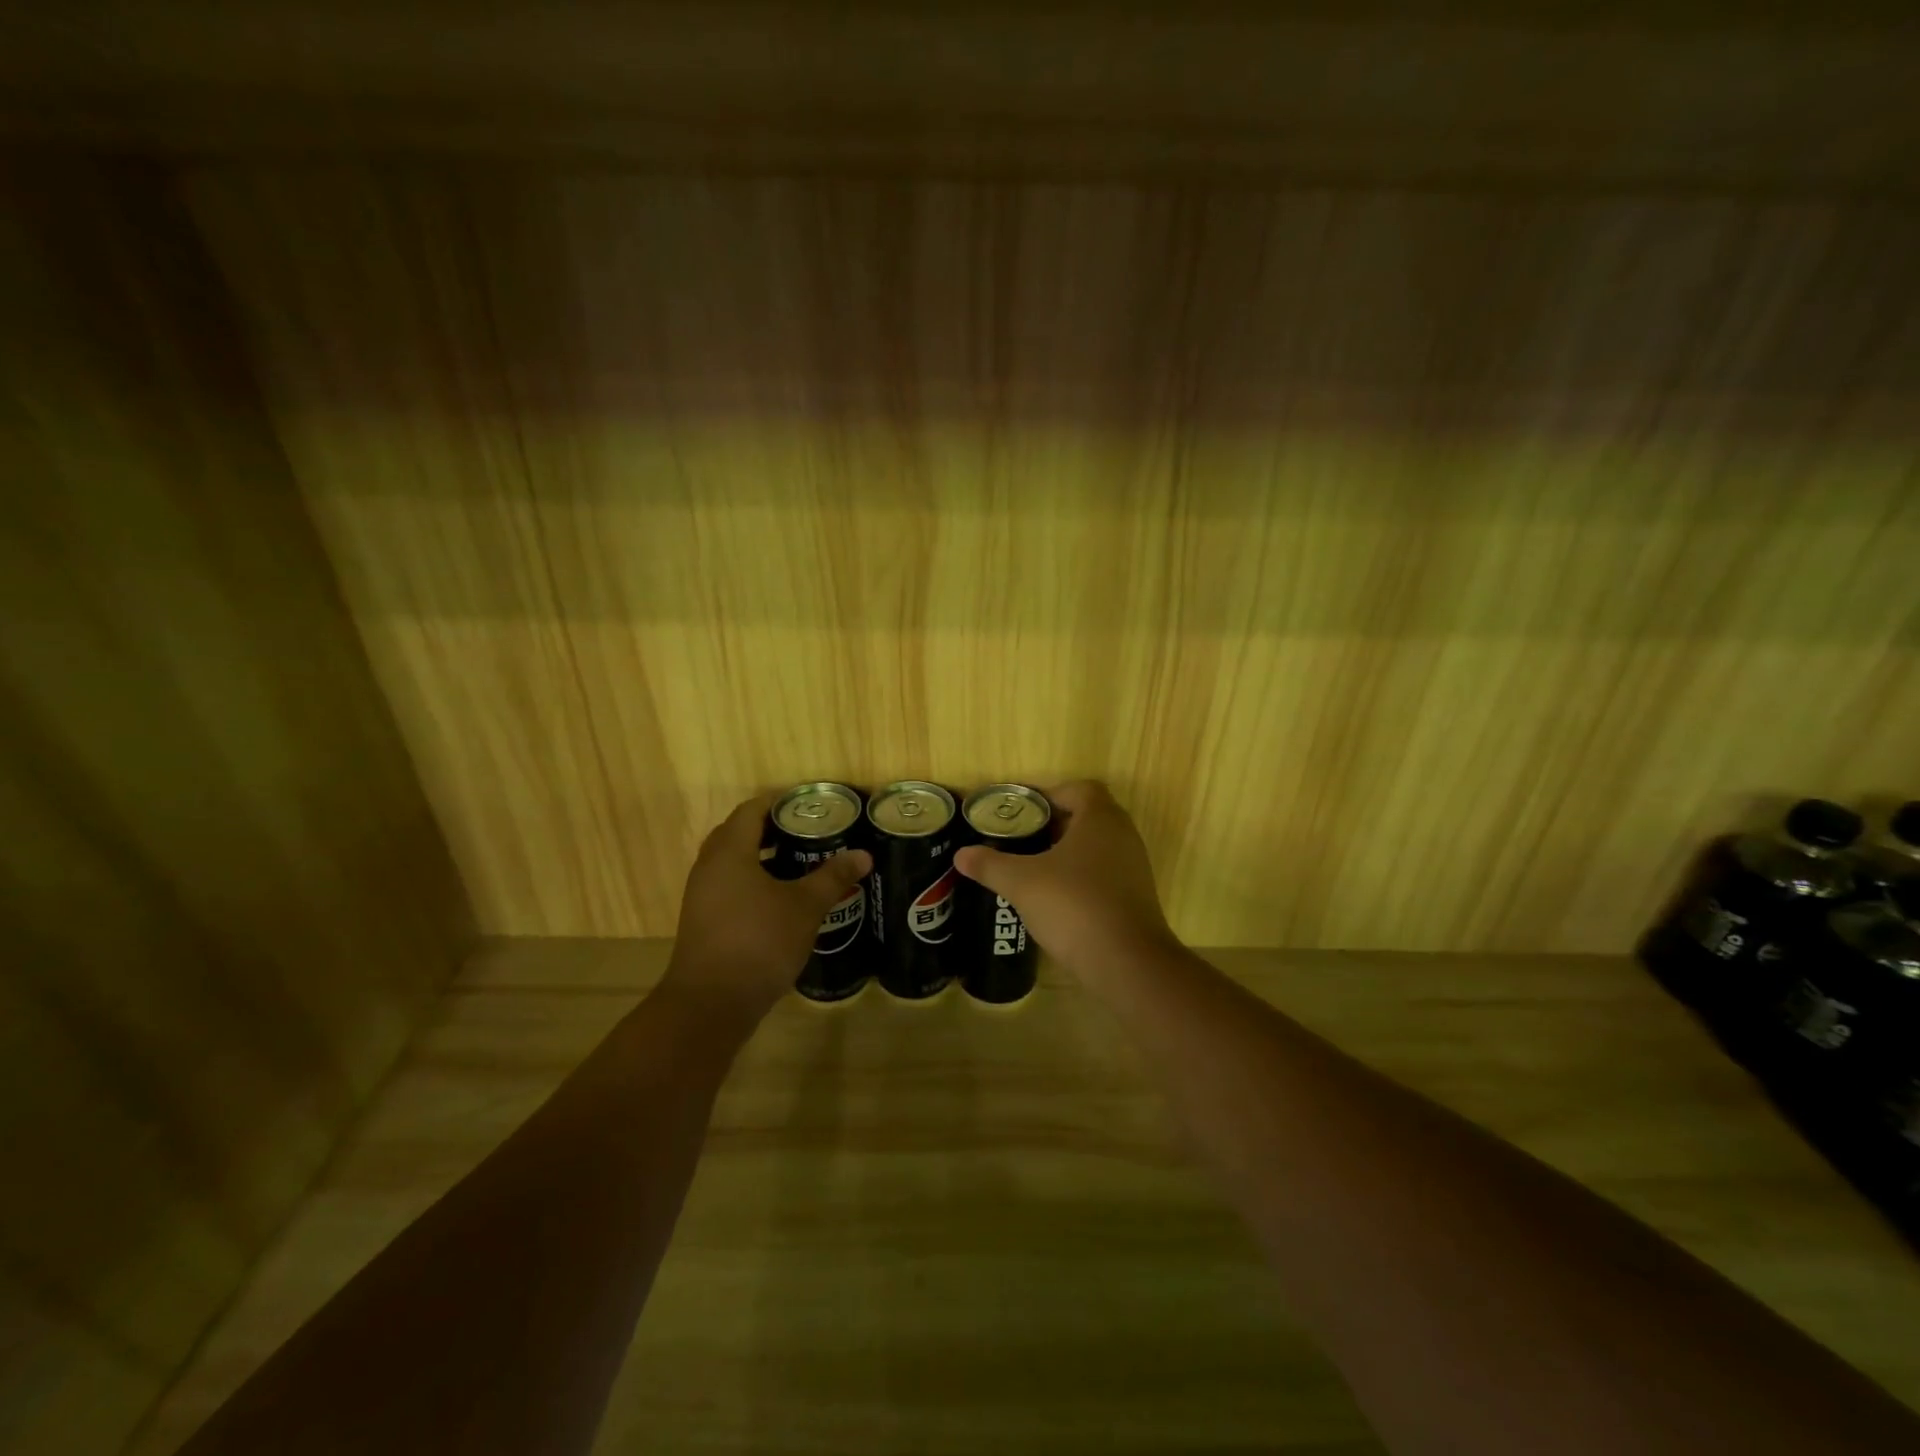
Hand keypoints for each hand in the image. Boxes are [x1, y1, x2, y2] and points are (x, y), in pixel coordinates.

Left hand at [662, 796, 871, 1019]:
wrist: (711, 1004)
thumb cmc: (759, 942)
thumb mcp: (804, 907)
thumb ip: (833, 876)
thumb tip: (863, 854)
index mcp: (729, 852)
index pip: (751, 810)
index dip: (780, 802)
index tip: (811, 805)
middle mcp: (709, 867)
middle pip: (739, 833)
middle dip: (773, 829)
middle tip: (809, 831)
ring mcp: (702, 896)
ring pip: (733, 862)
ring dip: (763, 857)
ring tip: (801, 862)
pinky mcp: (704, 921)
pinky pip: (729, 886)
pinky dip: (754, 881)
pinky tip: (781, 899)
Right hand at [954, 780, 1176, 976]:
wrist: (1126, 962)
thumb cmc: (1073, 904)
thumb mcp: (1021, 882)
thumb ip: (990, 864)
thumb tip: (961, 854)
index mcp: (1100, 818)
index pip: (1079, 789)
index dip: (1050, 794)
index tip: (1022, 812)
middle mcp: (1123, 835)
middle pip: (1087, 817)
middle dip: (1054, 825)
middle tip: (1021, 839)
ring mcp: (1134, 868)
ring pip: (1096, 848)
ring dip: (1067, 853)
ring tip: (1032, 869)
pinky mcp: (1136, 898)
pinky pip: (1104, 874)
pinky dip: (1081, 878)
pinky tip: (1055, 899)